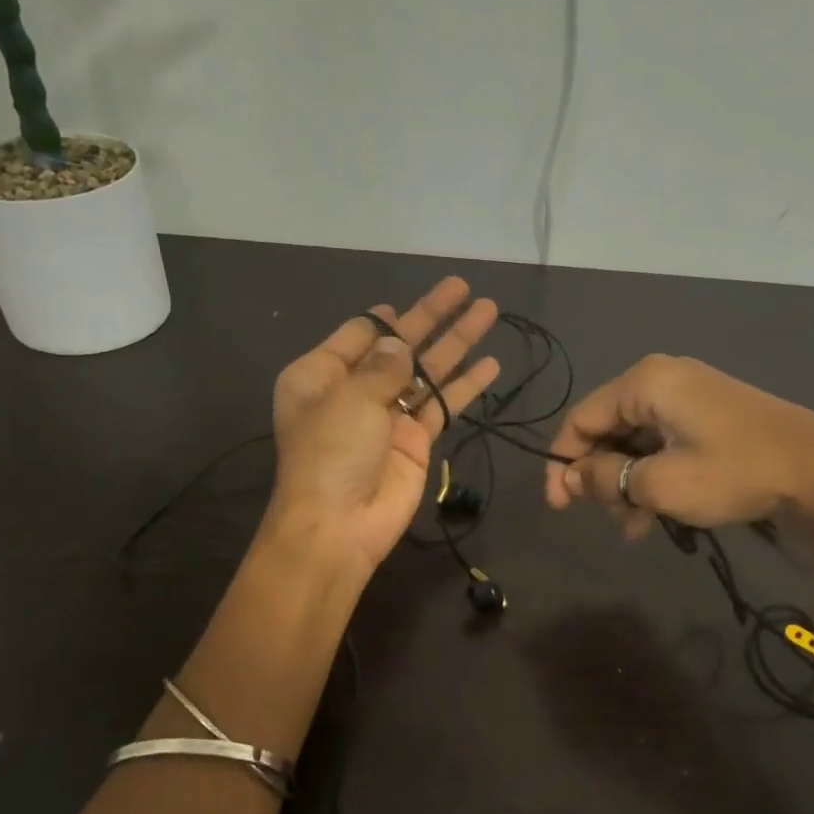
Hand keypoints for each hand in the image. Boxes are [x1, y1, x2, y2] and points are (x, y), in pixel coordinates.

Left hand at [267, 277, 500, 570]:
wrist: (340, 525)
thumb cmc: (331, 453)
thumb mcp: (349, 398)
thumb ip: (382, 366)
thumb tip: (401, 345)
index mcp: (321, 375)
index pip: (358, 335)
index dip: (385, 318)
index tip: (407, 303)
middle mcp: (354, 391)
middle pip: (400, 346)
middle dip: (432, 317)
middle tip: (464, 288)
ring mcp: (387, 416)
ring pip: (427, 371)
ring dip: (457, 343)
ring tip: (489, 311)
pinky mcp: (415, 440)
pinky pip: (443, 404)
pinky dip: (466, 386)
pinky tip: (491, 365)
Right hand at [543, 354, 813, 536]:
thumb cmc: (734, 472)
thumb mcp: (660, 483)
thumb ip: (605, 479)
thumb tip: (571, 479)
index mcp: (644, 383)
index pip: (580, 419)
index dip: (562, 464)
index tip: (559, 507)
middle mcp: (661, 380)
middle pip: (607, 429)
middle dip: (599, 477)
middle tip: (603, 517)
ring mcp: (688, 396)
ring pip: (635, 441)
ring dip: (626, 483)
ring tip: (634, 526)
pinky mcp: (709, 415)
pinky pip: (663, 443)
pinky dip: (652, 476)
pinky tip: (655, 515)